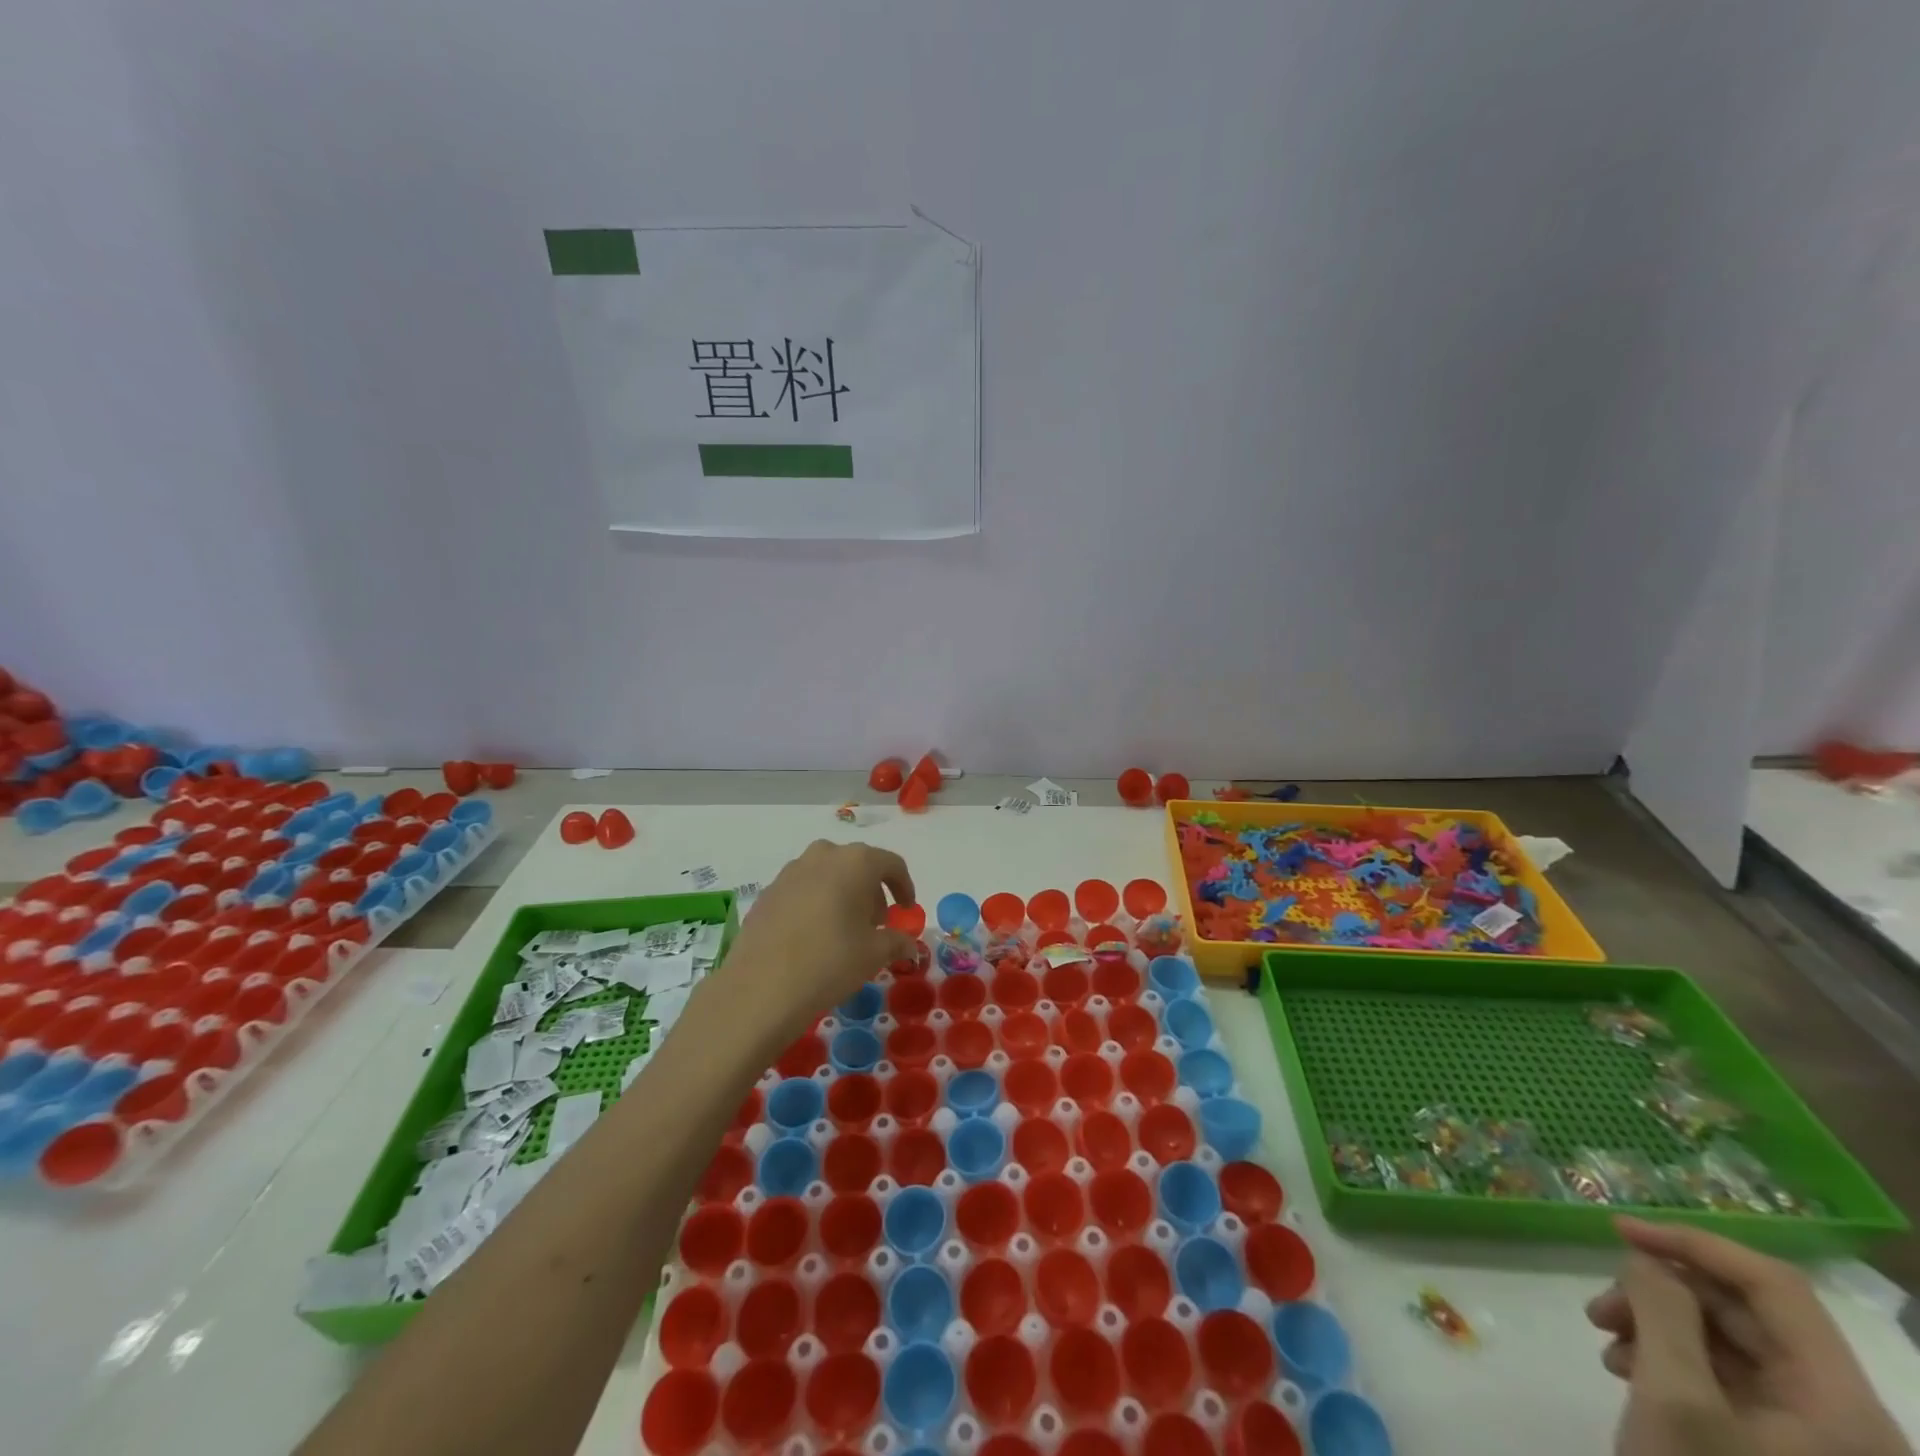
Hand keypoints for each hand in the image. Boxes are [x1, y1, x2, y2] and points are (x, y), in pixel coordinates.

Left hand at [710, 840, 917, 1045]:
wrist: (760, 988)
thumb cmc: (830, 962)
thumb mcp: (874, 954)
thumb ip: (897, 942)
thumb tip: (909, 945)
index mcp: (855, 862)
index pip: (891, 864)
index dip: (904, 886)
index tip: (906, 910)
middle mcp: (823, 856)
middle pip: (857, 865)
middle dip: (871, 891)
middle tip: (876, 924)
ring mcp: (790, 872)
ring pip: (827, 874)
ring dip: (842, 894)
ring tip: (845, 930)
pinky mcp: (768, 892)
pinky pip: (802, 889)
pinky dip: (816, 903)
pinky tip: (814, 936)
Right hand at [1590, 1216, 1909, 1455]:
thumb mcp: (1675, 1397)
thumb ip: (1662, 1309)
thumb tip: (1649, 1260)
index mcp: (1844, 1404)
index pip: (1773, 1285)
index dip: (1694, 1243)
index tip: (1617, 1231)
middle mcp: (1845, 1419)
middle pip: (1745, 1315)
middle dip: (1659, 1295)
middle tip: (1597, 1308)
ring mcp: (1818, 1444)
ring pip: (1728, 1345)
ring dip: (1657, 1327)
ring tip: (1606, 1344)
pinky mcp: (1783, 1455)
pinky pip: (1728, 1382)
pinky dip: (1671, 1362)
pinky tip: (1630, 1375)